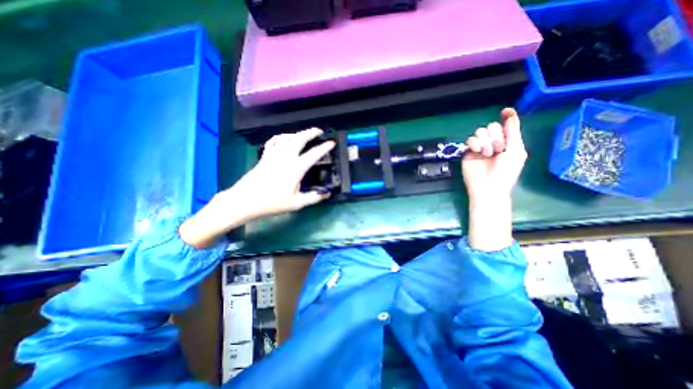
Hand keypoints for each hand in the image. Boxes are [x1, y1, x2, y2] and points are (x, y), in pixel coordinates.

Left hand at [180, 130, 333, 247]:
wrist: (246, 200)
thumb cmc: (273, 202)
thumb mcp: (297, 203)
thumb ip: (314, 198)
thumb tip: (327, 194)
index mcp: (296, 168)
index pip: (314, 154)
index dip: (325, 147)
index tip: (332, 142)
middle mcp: (286, 157)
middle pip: (299, 139)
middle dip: (311, 132)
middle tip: (319, 131)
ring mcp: (274, 155)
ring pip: (287, 137)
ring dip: (297, 133)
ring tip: (304, 134)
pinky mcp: (265, 156)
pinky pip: (273, 141)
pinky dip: (280, 137)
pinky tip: (284, 139)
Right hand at [463, 108, 527, 201]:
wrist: (488, 187)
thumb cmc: (506, 172)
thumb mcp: (516, 151)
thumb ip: (512, 132)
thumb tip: (509, 113)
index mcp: (507, 142)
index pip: (505, 126)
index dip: (506, 118)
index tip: (505, 111)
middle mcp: (493, 143)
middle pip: (491, 126)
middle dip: (495, 135)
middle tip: (497, 148)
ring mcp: (479, 147)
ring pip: (479, 132)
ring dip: (485, 141)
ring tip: (487, 153)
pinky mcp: (468, 152)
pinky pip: (469, 140)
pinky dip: (474, 143)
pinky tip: (477, 151)